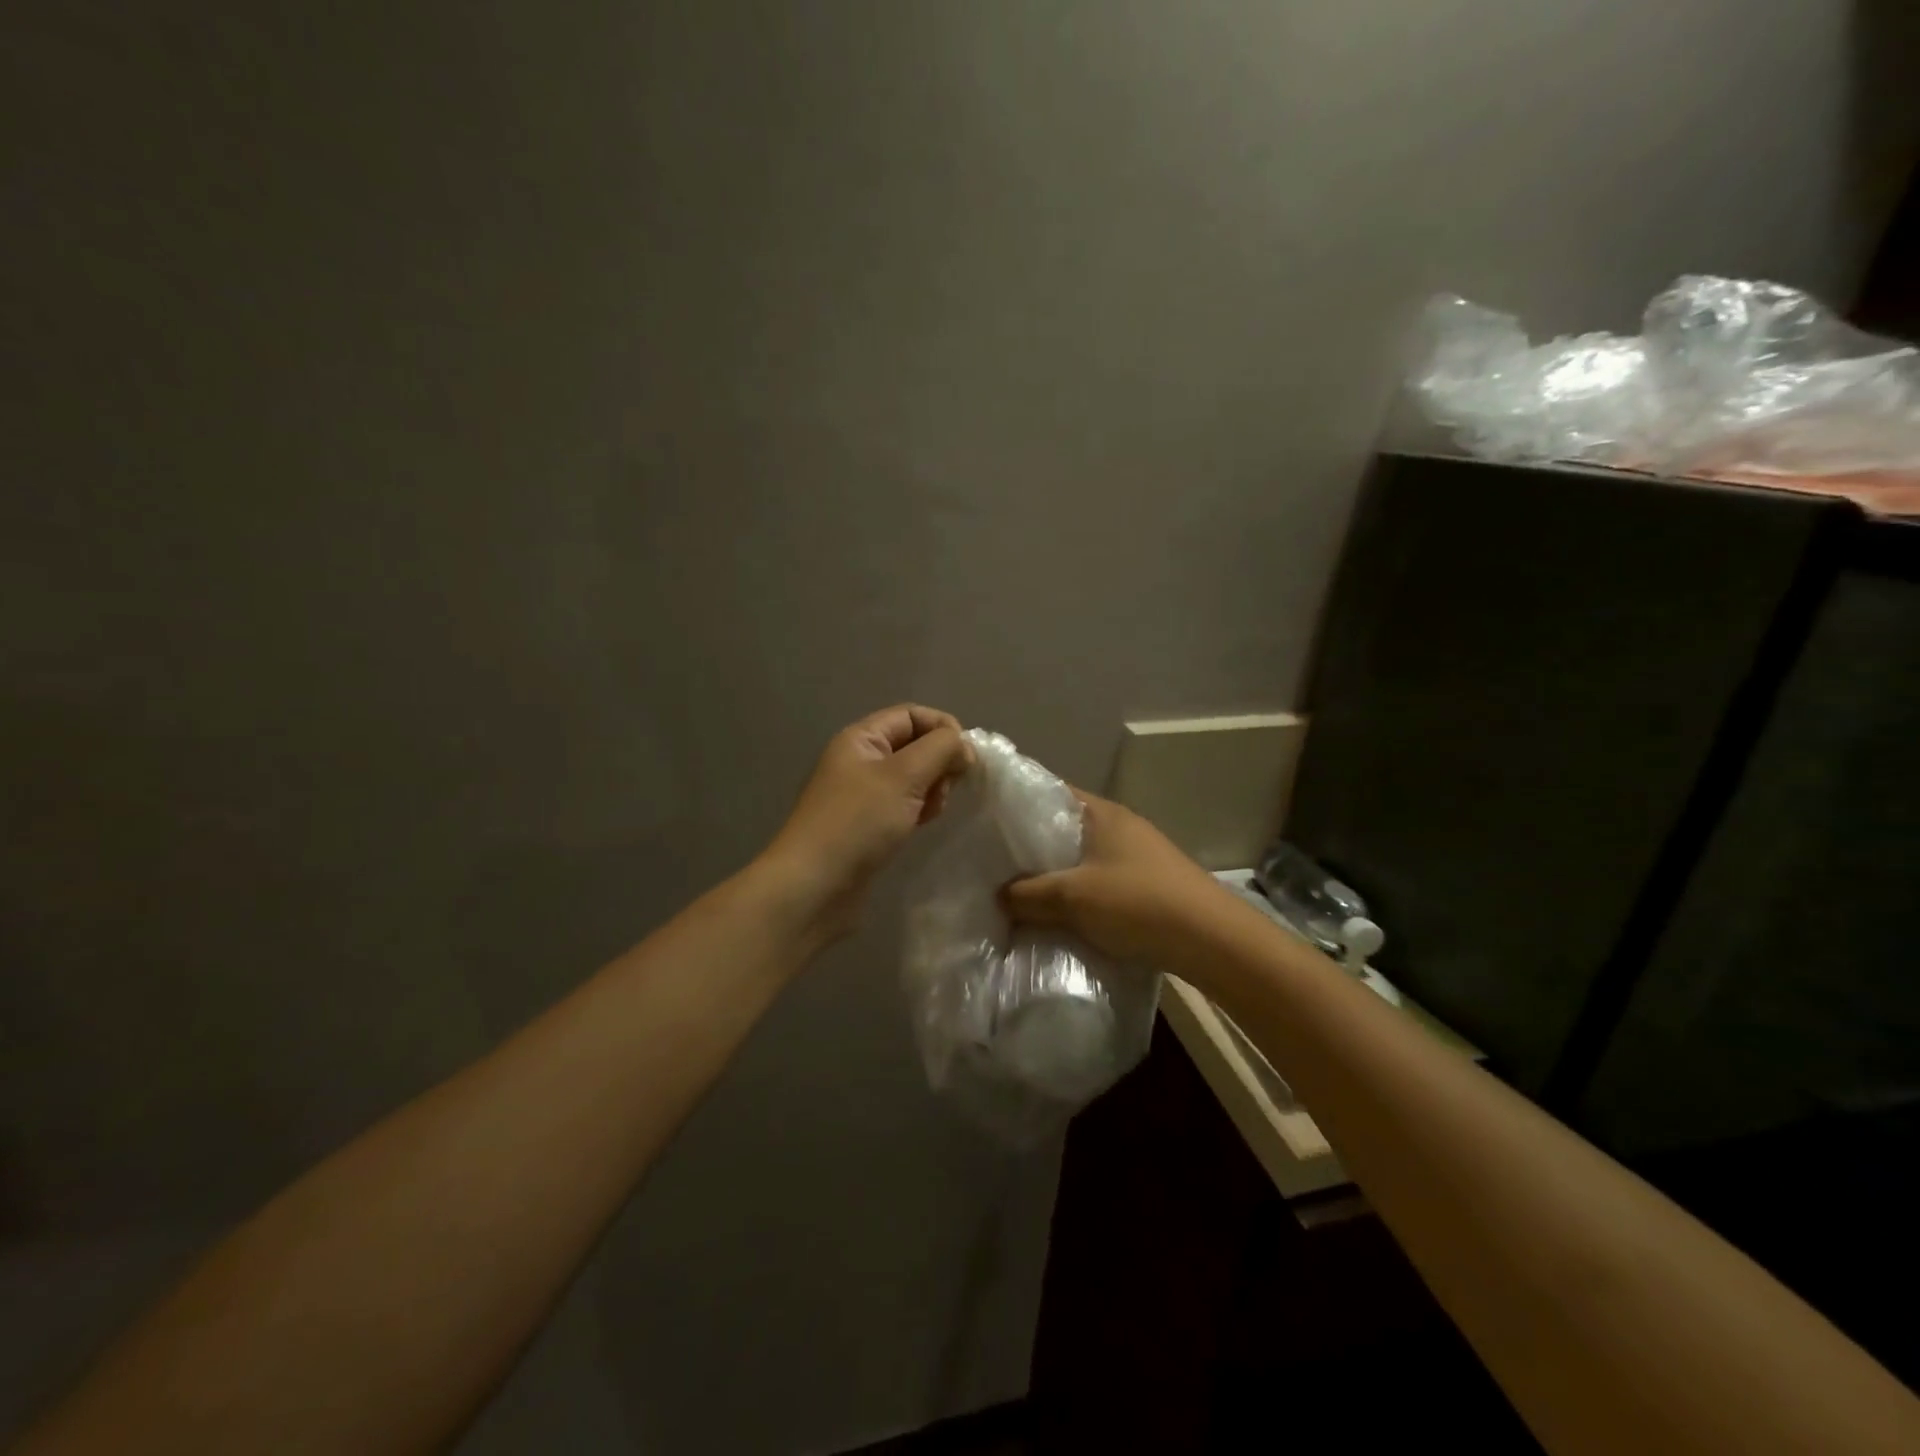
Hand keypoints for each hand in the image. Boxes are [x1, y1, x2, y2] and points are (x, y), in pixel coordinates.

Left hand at [758, 704, 974, 942]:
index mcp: (861, 739)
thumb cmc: (858, 823)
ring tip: (933, 811)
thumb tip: (964, 747)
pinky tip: (922, 825)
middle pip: (913, 745)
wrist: (814, 887)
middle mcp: (860, 761)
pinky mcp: (867, 825)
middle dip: (939, 761)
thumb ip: (940, 750)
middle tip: (946, 789)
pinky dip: (919, 809)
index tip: (966, 757)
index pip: (911, 715)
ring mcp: (862, 795)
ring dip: (932, 788)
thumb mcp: (903, 775)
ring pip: (912, 777)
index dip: (942, 727)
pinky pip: (903, 804)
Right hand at [1002, 791, 1229, 967]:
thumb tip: (998, 896)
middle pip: (1063, 827)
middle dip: (1030, 846)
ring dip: (1055, 874)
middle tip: (993, 863)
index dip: (1016, 803)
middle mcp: (1120, 826)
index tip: (985, 820)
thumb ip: (1028, 895)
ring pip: (1081, 858)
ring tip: (1019, 893)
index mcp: (1101, 813)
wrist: (1212, 940)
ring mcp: (1137, 855)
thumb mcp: (1072, 898)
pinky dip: (1077, 894)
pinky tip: (1060, 915)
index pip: (1049, 791)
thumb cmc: (1138, 903)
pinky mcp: (1147, 884)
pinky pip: (1099, 881)